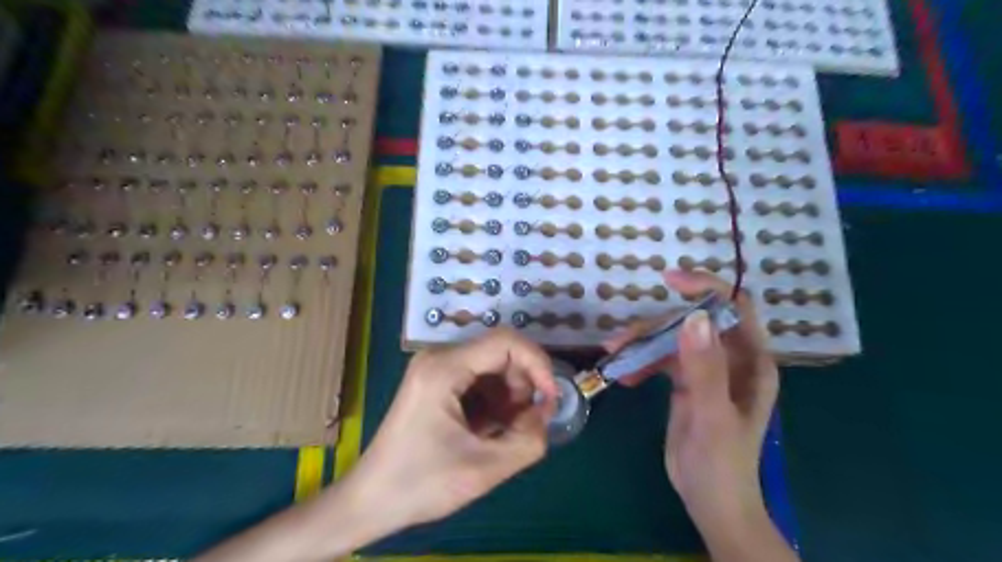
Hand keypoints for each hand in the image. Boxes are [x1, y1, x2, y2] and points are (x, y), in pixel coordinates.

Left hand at [348, 330, 559, 535]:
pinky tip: (488, 430)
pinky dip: (494, 401)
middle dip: (523, 385)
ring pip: (492, 366)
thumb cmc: (421, 484)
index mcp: (445, 368)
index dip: (538, 364)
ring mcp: (435, 367)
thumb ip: (528, 440)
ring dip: (510, 396)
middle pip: (500, 353)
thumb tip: (545, 414)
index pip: (506, 342)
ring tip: (504, 432)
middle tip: (527, 423)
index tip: (550, 398)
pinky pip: (479, 379)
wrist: (371, 500)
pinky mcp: (436, 381)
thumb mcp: (484, 469)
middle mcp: (439, 357)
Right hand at [598, 270, 777, 528]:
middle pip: (691, 323)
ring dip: (642, 343)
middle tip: (621, 340)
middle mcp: (730, 358)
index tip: (670, 280)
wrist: (710, 500)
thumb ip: (705, 368)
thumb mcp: (712, 415)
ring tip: (613, 354)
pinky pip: (660, 359)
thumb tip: (694, 317)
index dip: (706, 287)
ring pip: (671, 339)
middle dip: (656, 326)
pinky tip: (624, 376)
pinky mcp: (685, 382)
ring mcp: (706, 369)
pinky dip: (641, 362)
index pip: (734, 307)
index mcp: (749, 361)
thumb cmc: (721, 462)